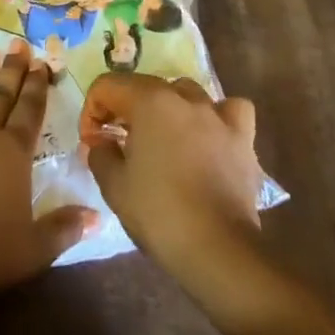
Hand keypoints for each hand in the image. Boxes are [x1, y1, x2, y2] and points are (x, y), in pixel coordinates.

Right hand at [85, 74, 263, 281]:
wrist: (217, 248)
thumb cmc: (158, 212)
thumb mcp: (113, 185)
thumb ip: (100, 154)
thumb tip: (101, 143)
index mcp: (149, 101)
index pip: (108, 87)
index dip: (92, 111)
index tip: (92, 142)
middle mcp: (184, 98)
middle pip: (145, 86)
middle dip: (125, 108)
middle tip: (117, 141)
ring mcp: (217, 115)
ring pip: (186, 93)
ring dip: (167, 108)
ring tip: (161, 136)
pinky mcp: (242, 138)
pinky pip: (229, 110)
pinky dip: (217, 116)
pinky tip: (209, 133)